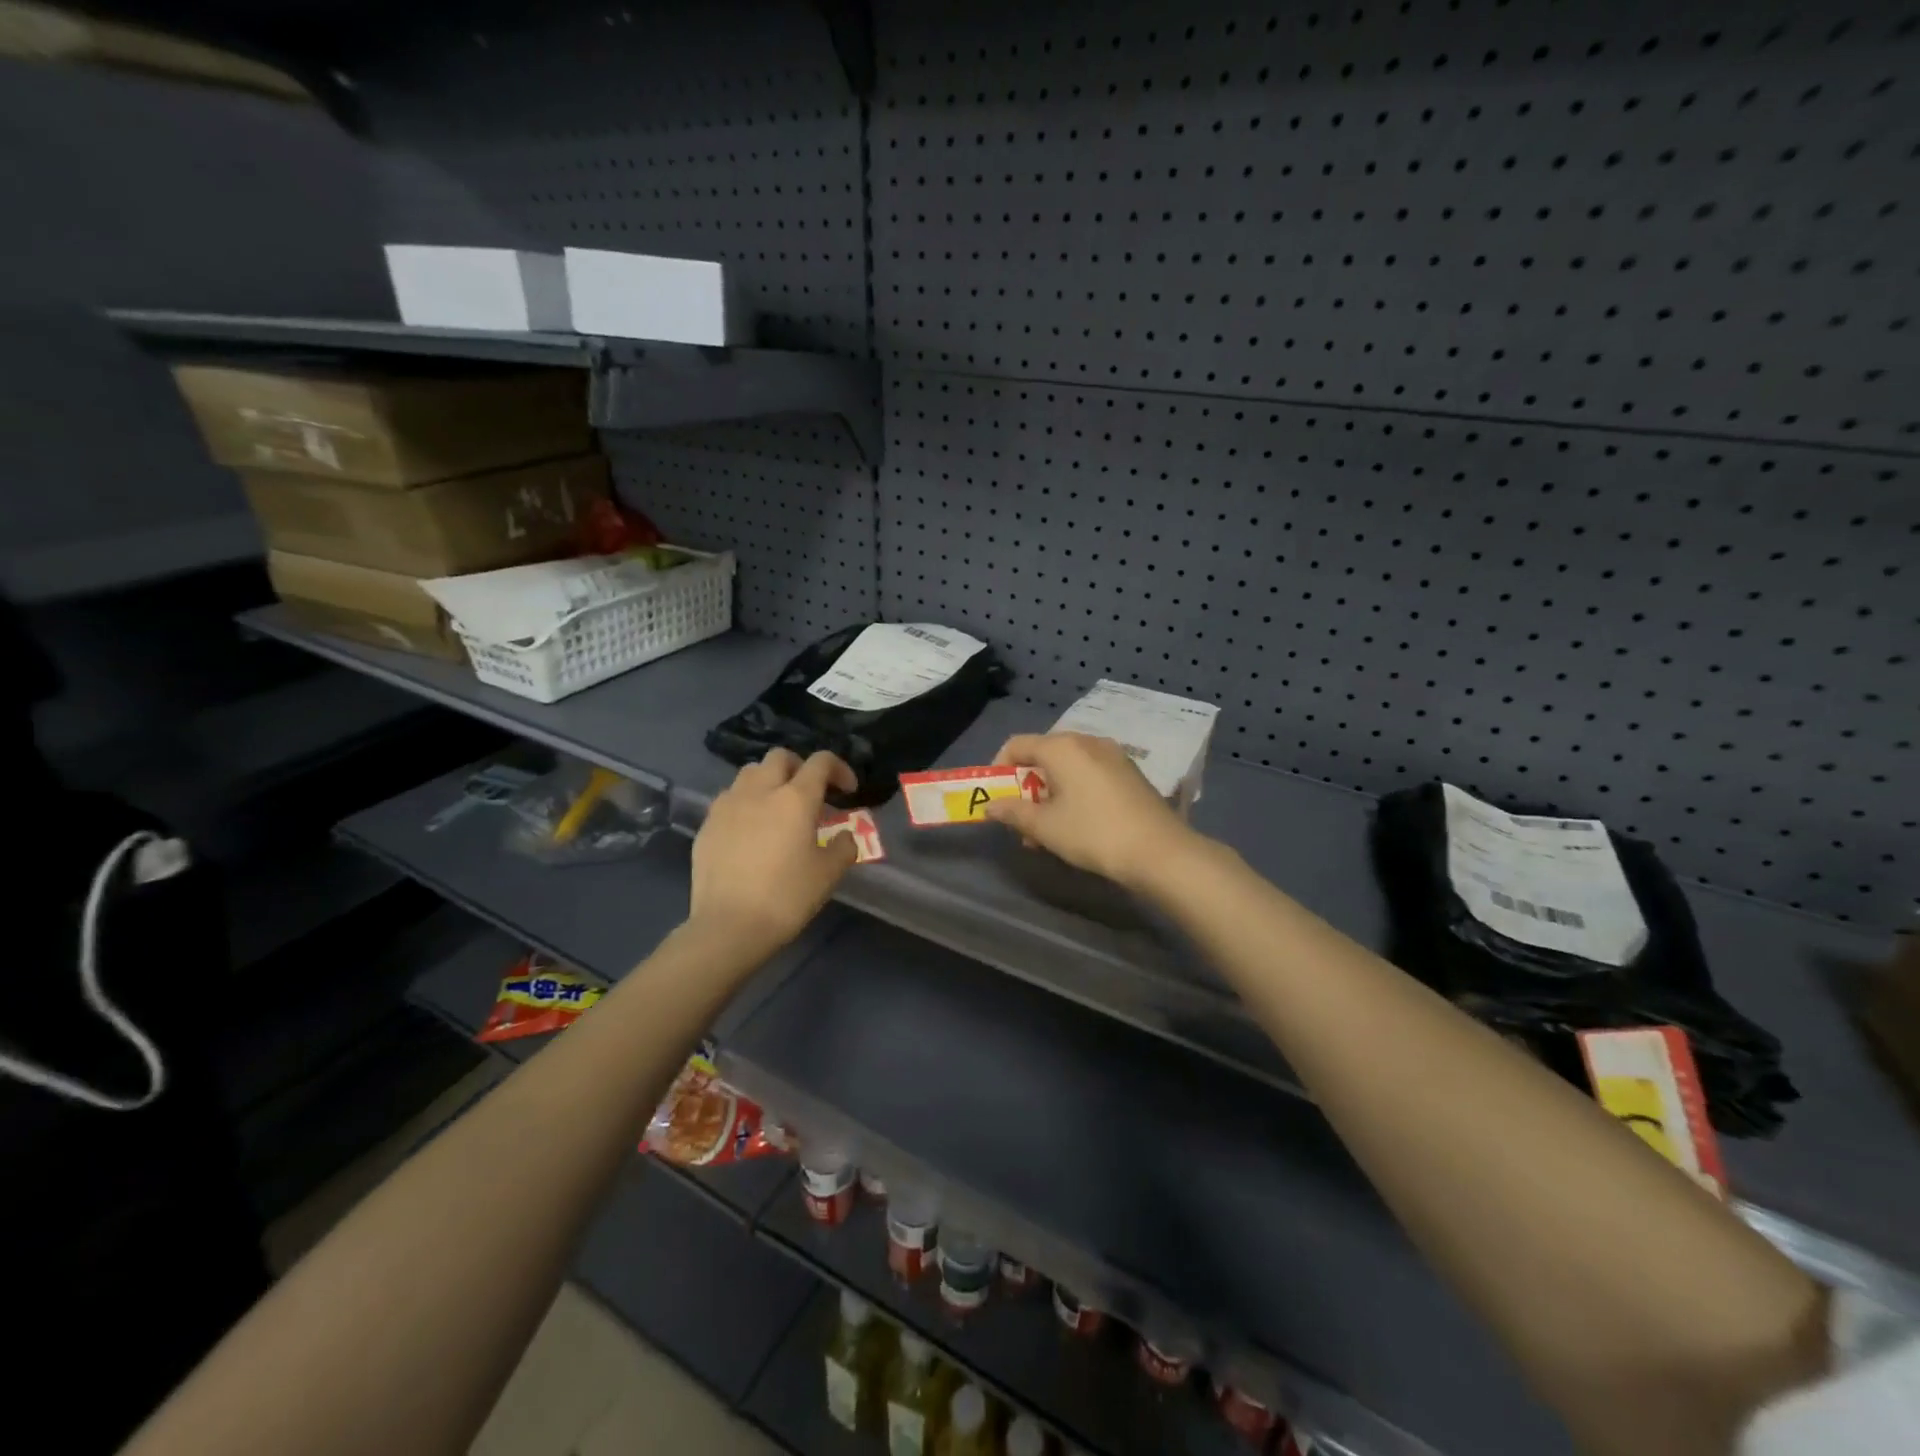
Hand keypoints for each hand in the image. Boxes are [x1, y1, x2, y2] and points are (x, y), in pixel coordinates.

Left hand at [689, 749, 858, 962]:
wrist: (729, 926)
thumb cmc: (786, 897)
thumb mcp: (829, 874)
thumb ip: (843, 847)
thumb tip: (844, 836)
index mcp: (795, 798)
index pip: (820, 762)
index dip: (839, 769)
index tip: (847, 791)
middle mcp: (760, 791)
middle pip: (780, 757)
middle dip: (800, 768)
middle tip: (810, 794)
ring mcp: (728, 805)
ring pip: (750, 773)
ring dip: (769, 781)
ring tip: (777, 808)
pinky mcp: (707, 824)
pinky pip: (729, 798)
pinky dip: (746, 803)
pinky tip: (750, 830)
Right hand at [984, 733, 1199, 891]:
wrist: (1159, 850)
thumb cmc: (1093, 833)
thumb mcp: (1045, 827)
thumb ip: (1013, 812)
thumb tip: (990, 806)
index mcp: (1063, 747)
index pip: (1017, 744)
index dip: (998, 768)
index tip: (996, 797)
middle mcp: (1087, 741)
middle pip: (1043, 755)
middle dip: (1026, 786)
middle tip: (1021, 821)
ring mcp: (1113, 755)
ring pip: (1068, 767)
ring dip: (1049, 793)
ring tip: (1046, 831)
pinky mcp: (1130, 772)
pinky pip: (1090, 773)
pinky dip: (1074, 792)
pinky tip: (1077, 824)